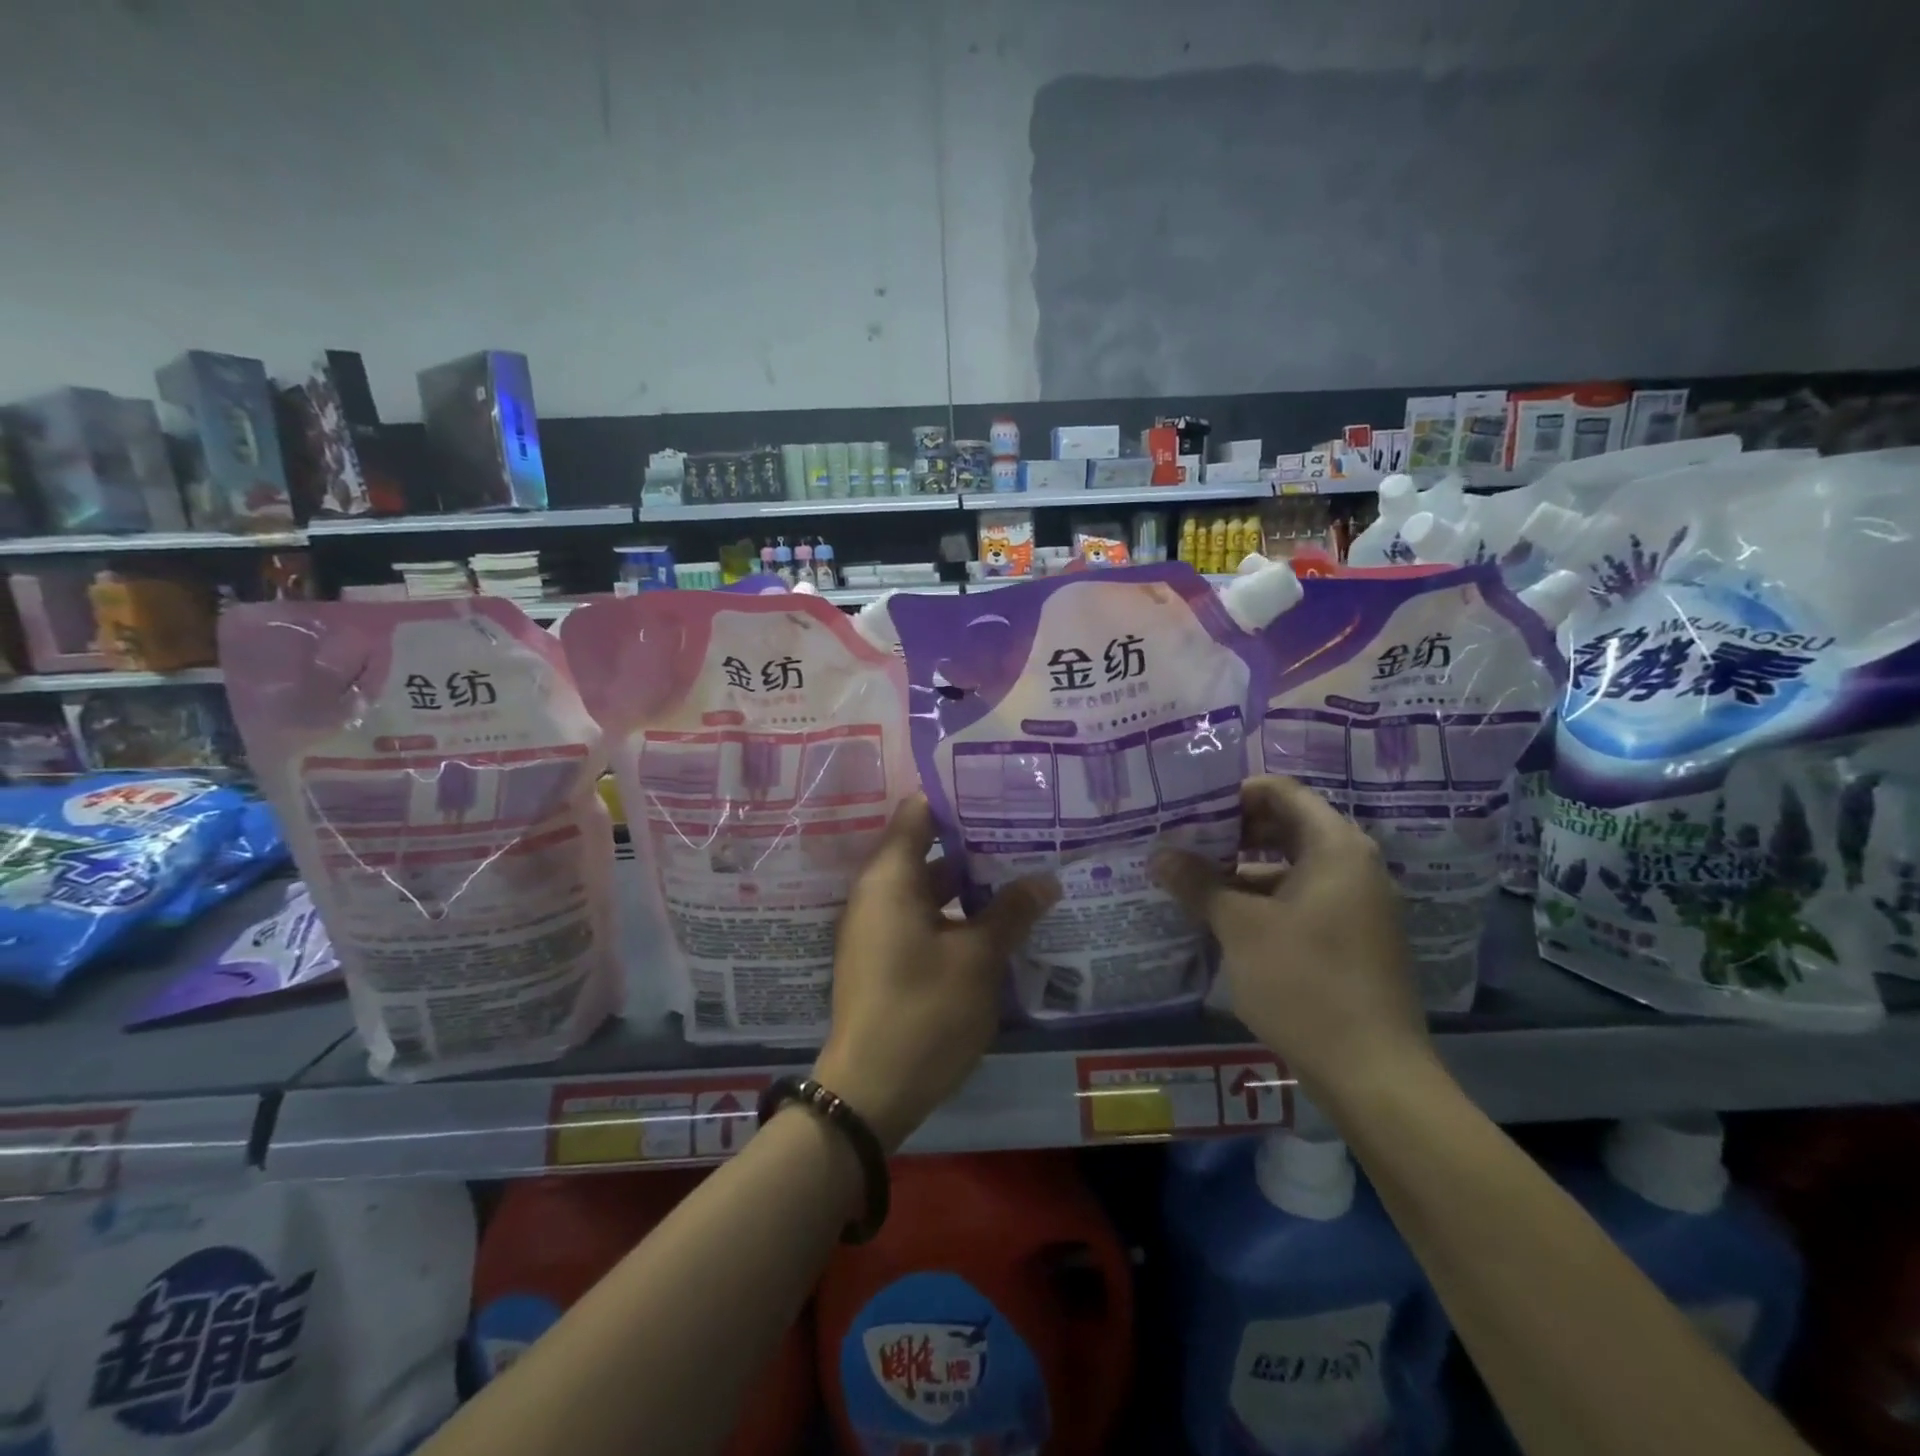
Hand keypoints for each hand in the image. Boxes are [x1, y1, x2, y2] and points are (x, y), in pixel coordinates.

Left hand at [813, 796, 1058, 1150]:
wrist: (869, 1092)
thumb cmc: (924, 1011)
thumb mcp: (978, 959)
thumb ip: (1012, 912)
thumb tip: (1045, 880)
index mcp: (891, 876)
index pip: (919, 811)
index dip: (959, 798)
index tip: (1002, 792)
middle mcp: (877, 892)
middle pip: (927, 847)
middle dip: (976, 842)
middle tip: (1027, 832)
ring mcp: (878, 926)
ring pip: (929, 886)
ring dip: (970, 882)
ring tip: (1023, 872)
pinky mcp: (885, 956)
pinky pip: (922, 916)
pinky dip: (956, 912)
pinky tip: (998, 921)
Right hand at [1150, 775, 1432, 1100]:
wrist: (1372, 1073)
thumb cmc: (1305, 982)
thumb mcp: (1240, 927)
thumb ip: (1198, 884)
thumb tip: (1159, 854)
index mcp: (1335, 847)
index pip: (1283, 792)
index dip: (1235, 792)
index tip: (1190, 805)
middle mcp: (1353, 866)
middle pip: (1286, 826)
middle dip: (1232, 831)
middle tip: (1182, 837)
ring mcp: (1355, 904)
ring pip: (1289, 866)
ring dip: (1241, 868)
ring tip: (1190, 876)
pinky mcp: (1349, 938)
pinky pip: (1299, 898)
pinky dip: (1261, 898)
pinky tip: (1220, 915)